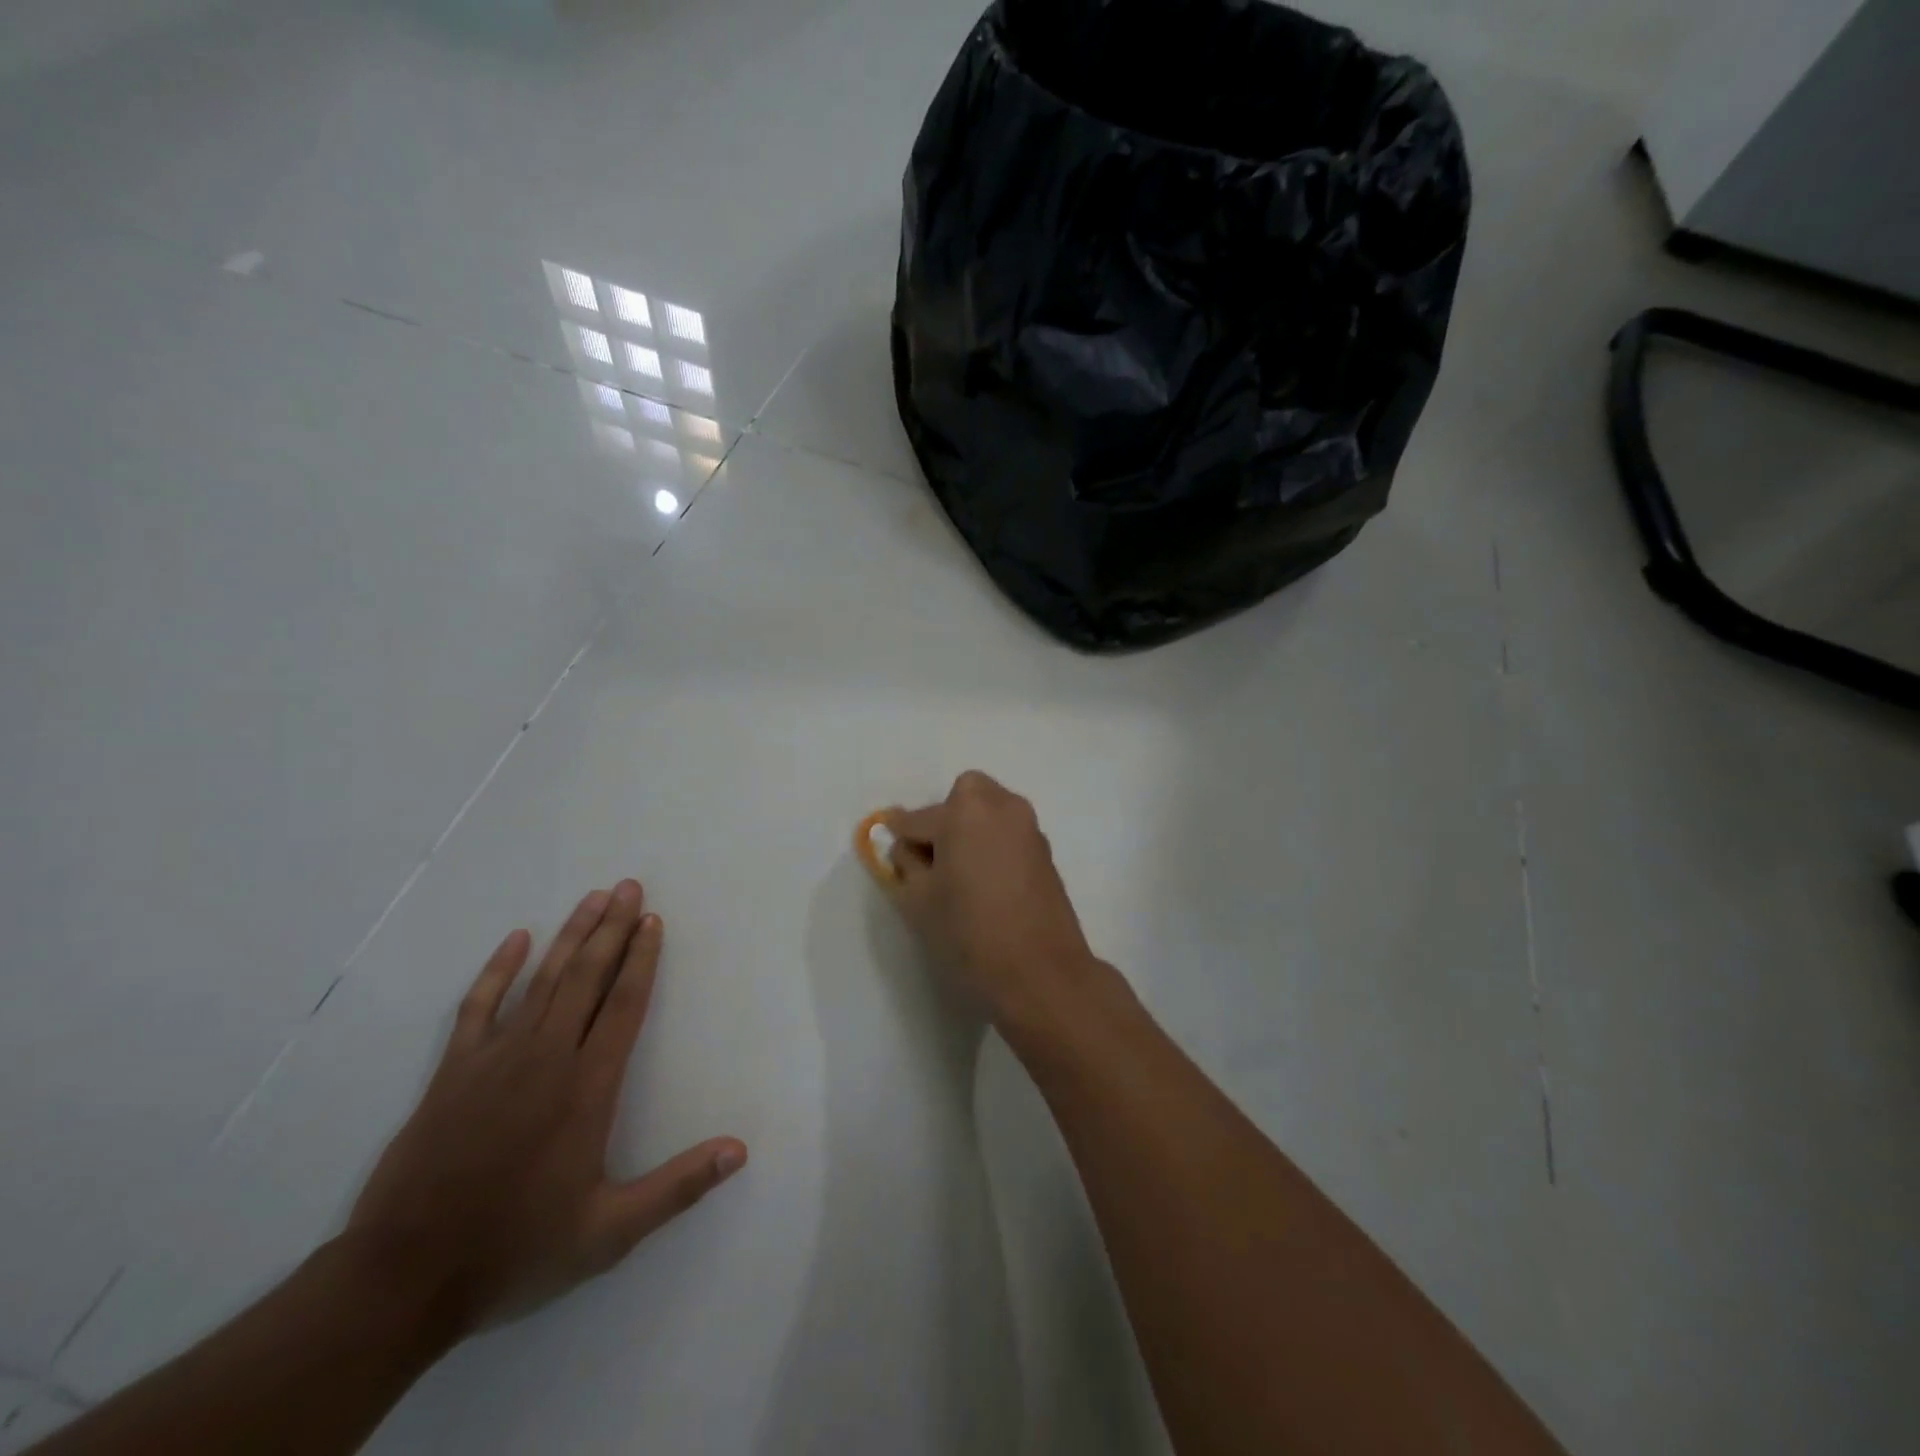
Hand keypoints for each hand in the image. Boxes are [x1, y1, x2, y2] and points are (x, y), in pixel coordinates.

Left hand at [345, 880, 745, 1337]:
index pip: (624, 1004)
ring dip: (570, 935)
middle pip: (587, 977)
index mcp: (588, 1087)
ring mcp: (496, 1059)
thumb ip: (678, 1187)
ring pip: (543, 980)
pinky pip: (480, 1006)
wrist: (402, 1278)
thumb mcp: (609, 1233)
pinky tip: (517, 939)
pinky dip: (498, 969)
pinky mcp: (453, 1071)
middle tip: (628, 886)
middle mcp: (547, 1058)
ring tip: (592, 898)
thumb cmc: (516, 1249)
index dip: (642, 958)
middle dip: (611, 928)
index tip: (652, 920)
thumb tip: (740, 1150)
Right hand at [881, 772, 1107, 1032]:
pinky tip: (983, 882)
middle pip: (963, 798)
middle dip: (943, 819)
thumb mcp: (918, 899)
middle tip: (931, 858)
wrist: (1041, 972)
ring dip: (970, 831)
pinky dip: (992, 846)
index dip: (900, 835)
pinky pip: (1008, 835)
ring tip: (957, 873)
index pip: (918, 818)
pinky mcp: (1045, 852)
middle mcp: (1002, 806)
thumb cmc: (970, 931)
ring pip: (989, 814)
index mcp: (966, 810)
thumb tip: (909, 848)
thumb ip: (906, 864)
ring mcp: (1029, 828)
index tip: (888, 840)